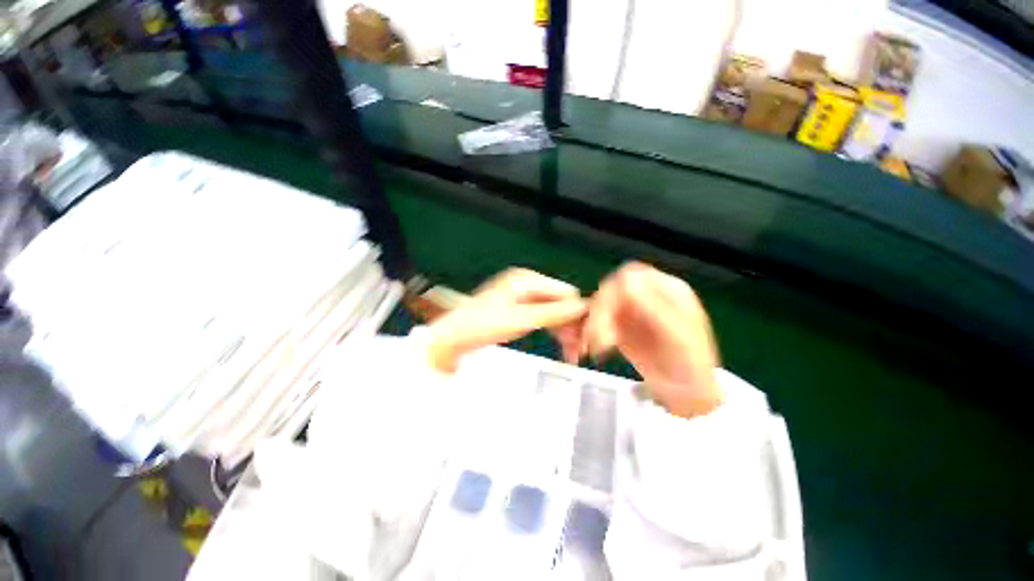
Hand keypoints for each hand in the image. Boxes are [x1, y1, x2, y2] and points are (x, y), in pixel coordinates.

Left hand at [427, 268, 587, 372]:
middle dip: (571, 326)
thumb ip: (553, 313)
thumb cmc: (482, 325)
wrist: (453, 337)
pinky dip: (552, 331)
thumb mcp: (521, 319)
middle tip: (580, 351)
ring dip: (564, 331)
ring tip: (572, 354)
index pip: (565, 293)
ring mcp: (522, 297)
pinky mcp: (518, 309)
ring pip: (553, 312)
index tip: (586, 338)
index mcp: (527, 280)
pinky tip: (560, 345)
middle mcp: (527, 284)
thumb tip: (583, 307)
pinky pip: (543, 317)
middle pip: (560, 302)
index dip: (578, 314)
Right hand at [578, 262, 722, 417]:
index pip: (632, 275)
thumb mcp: (679, 336)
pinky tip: (591, 348)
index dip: (615, 289)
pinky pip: (596, 322)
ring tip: (596, 349)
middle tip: (598, 339)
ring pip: (599, 306)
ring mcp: (630, 311)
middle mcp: (645, 296)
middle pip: (610, 290)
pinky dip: (589, 333)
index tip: (608, 313)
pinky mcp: (618, 326)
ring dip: (592, 325)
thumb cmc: (691, 366)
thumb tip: (626, 281)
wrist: (685, 395)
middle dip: (600, 312)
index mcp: (666, 290)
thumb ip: (654, 307)